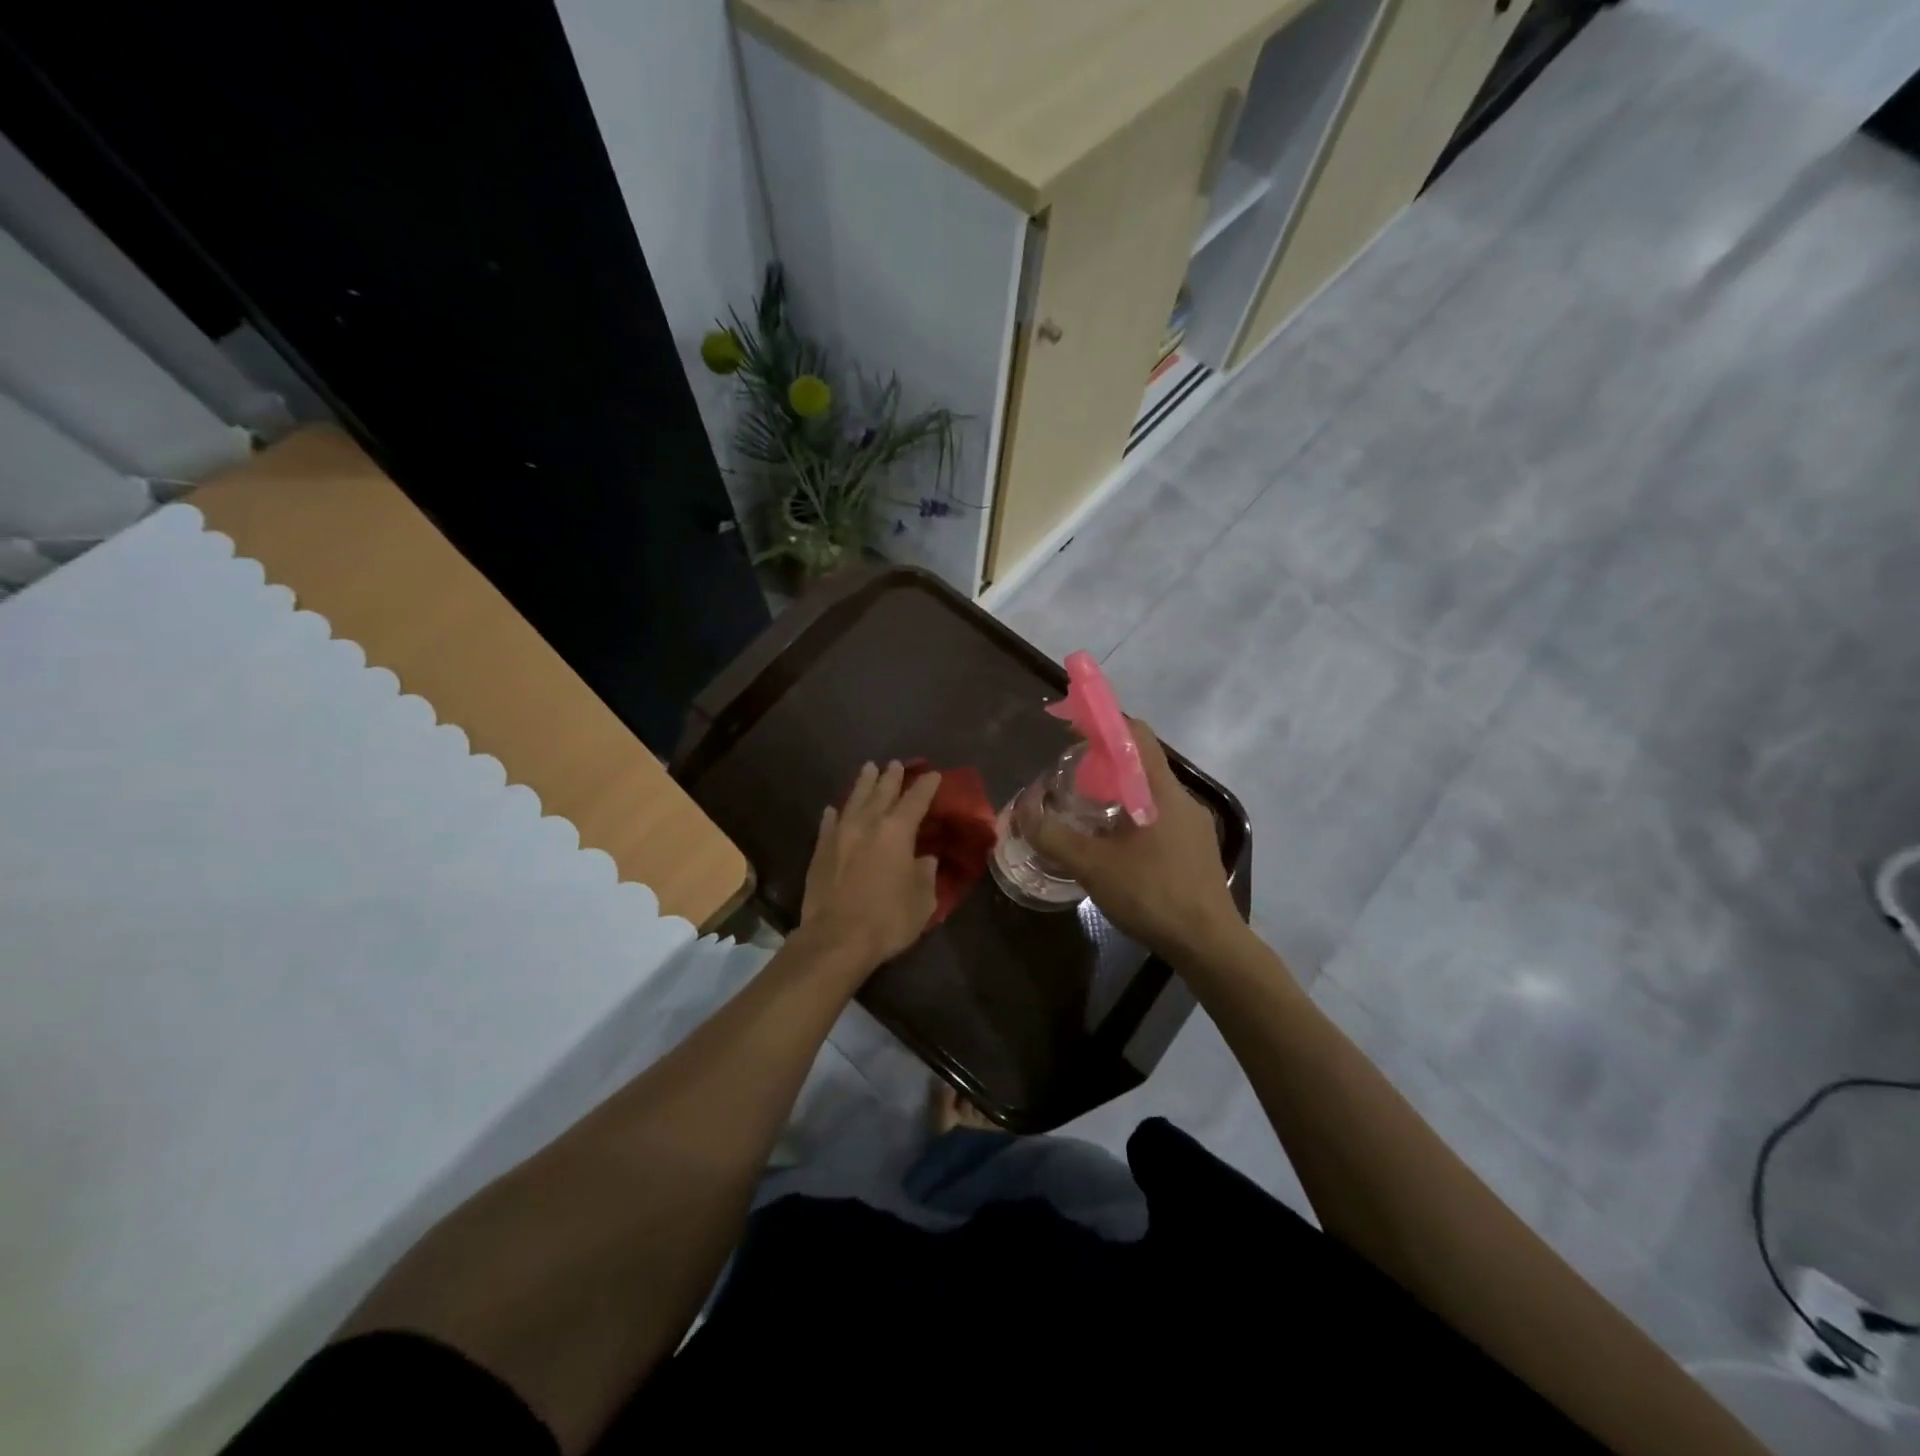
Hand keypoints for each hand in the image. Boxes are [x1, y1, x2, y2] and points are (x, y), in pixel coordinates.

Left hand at [798, 760, 941, 973]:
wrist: (835, 939)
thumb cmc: (887, 920)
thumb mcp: (922, 900)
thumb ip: (926, 874)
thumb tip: (925, 859)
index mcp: (897, 831)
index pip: (916, 799)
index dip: (926, 785)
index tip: (934, 774)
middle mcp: (868, 823)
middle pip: (882, 791)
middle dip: (892, 776)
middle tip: (897, 763)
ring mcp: (840, 834)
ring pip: (854, 799)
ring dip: (864, 783)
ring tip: (869, 768)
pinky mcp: (820, 850)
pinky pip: (829, 823)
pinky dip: (835, 813)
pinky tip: (834, 808)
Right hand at [1032, 722, 1241, 959]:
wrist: (1208, 944)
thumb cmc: (1152, 894)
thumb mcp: (1092, 865)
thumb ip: (1053, 836)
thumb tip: (1022, 811)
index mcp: (1161, 791)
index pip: (1136, 735)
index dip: (1103, 723)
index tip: (1071, 728)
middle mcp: (1182, 800)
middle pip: (1141, 763)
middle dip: (1104, 762)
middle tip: (1070, 778)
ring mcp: (1193, 826)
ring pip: (1149, 794)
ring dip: (1118, 792)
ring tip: (1085, 812)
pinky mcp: (1195, 851)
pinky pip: (1159, 818)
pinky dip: (1132, 817)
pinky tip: (1113, 845)